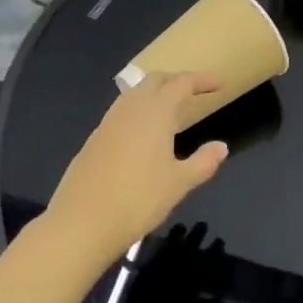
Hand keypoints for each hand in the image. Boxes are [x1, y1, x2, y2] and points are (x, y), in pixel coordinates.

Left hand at [44, 73, 229, 260]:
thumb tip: (221, 147)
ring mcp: (108, 123)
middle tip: (194, 92)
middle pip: (154, 80)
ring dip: (155, 94)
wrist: (82, 223)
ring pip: (134, 94)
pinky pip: (121, 112)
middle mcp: (130, 109)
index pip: (181, 83)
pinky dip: (138, 111)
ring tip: (171, 112)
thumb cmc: (138, 200)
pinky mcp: (94, 139)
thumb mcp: (179, 183)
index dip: (201, 80)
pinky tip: (144, 135)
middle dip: (176, 80)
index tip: (218, 84)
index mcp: (155, 112)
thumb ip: (203, 161)